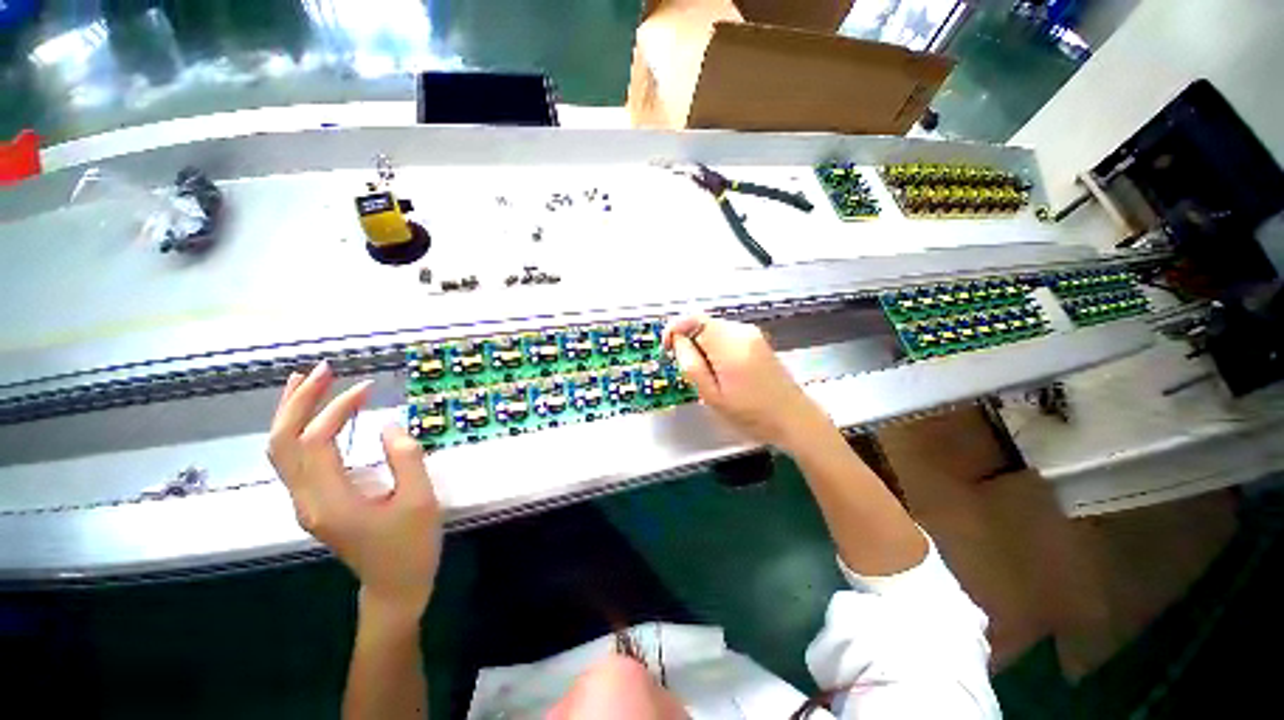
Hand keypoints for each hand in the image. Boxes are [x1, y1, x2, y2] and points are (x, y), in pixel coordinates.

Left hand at [268, 362, 441, 618]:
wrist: (395, 585)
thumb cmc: (411, 545)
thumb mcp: (420, 500)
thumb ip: (405, 459)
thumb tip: (387, 425)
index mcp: (330, 502)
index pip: (316, 442)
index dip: (337, 409)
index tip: (368, 388)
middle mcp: (306, 500)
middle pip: (282, 443)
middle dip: (299, 402)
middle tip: (323, 369)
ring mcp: (306, 502)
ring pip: (281, 451)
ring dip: (290, 413)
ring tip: (306, 381)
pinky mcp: (315, 502)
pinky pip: (294, 460)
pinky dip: (297, 431)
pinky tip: (311, 416)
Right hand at [664, 316, 830, 454]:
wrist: (793, 418)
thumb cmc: (751, 414)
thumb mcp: (712, 396)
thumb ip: (691, 364)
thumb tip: (678, 340)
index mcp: (729, 345)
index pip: (691, 319)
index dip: (674, 329)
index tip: (667, 348)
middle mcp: (741, 331)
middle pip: (702, 323)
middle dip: (689, 341)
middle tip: (690, 370)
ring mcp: (752, 333)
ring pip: (713, 329)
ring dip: (702, 345)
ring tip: (708, 375)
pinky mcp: (757, 339)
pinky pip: (726, 335)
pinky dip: (715, 347)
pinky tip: (723, 370)